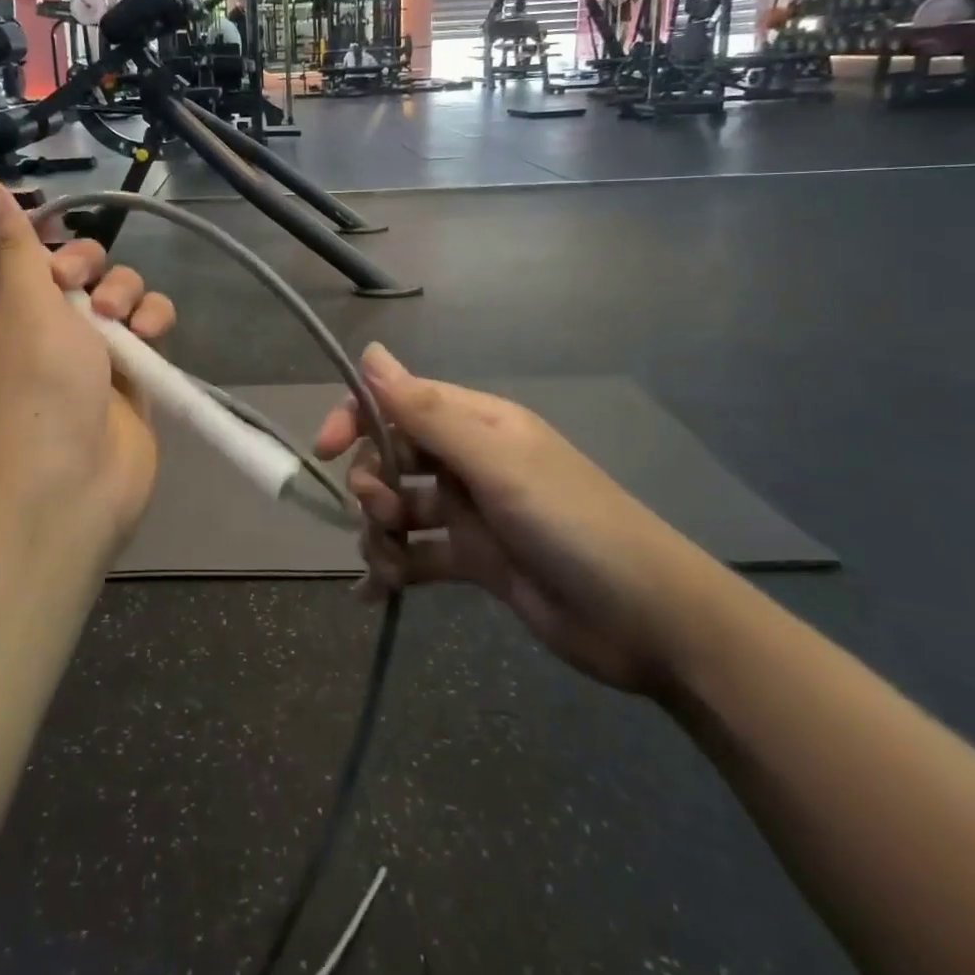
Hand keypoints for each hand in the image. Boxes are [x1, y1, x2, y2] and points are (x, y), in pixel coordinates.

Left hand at [0, 183, 175, 550]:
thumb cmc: (32, 386)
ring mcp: (89, 355)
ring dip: (125, 293)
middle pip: (74, 269)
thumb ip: (13, 239)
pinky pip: (148, 328)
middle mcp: (42, 330)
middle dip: (87, 266)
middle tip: (83, 287)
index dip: (37, 239)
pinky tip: (150, 336)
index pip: (13, 256)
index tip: (56, 230)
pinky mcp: (131, 377)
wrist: (67, 485)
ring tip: (122, 321)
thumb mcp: (18, 299)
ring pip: (118, 295)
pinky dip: (153, 322)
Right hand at [314, 345, 732, 693]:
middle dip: (371, 485)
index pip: (397, 402)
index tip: (325, 450)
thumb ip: (427, 412)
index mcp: (476, 424)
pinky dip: (393, 570)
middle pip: (392, 457)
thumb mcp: (496, 464)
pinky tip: (372, 596)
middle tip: (382, 518)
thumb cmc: (571, 524)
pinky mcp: (476, 561)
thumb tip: (369, 353)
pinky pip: (418, 555)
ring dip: (379, 534)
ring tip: (388, 567)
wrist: (649, 621)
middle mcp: (469, 460)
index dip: (356, 418)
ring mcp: (472, 512)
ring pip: (400, 508)